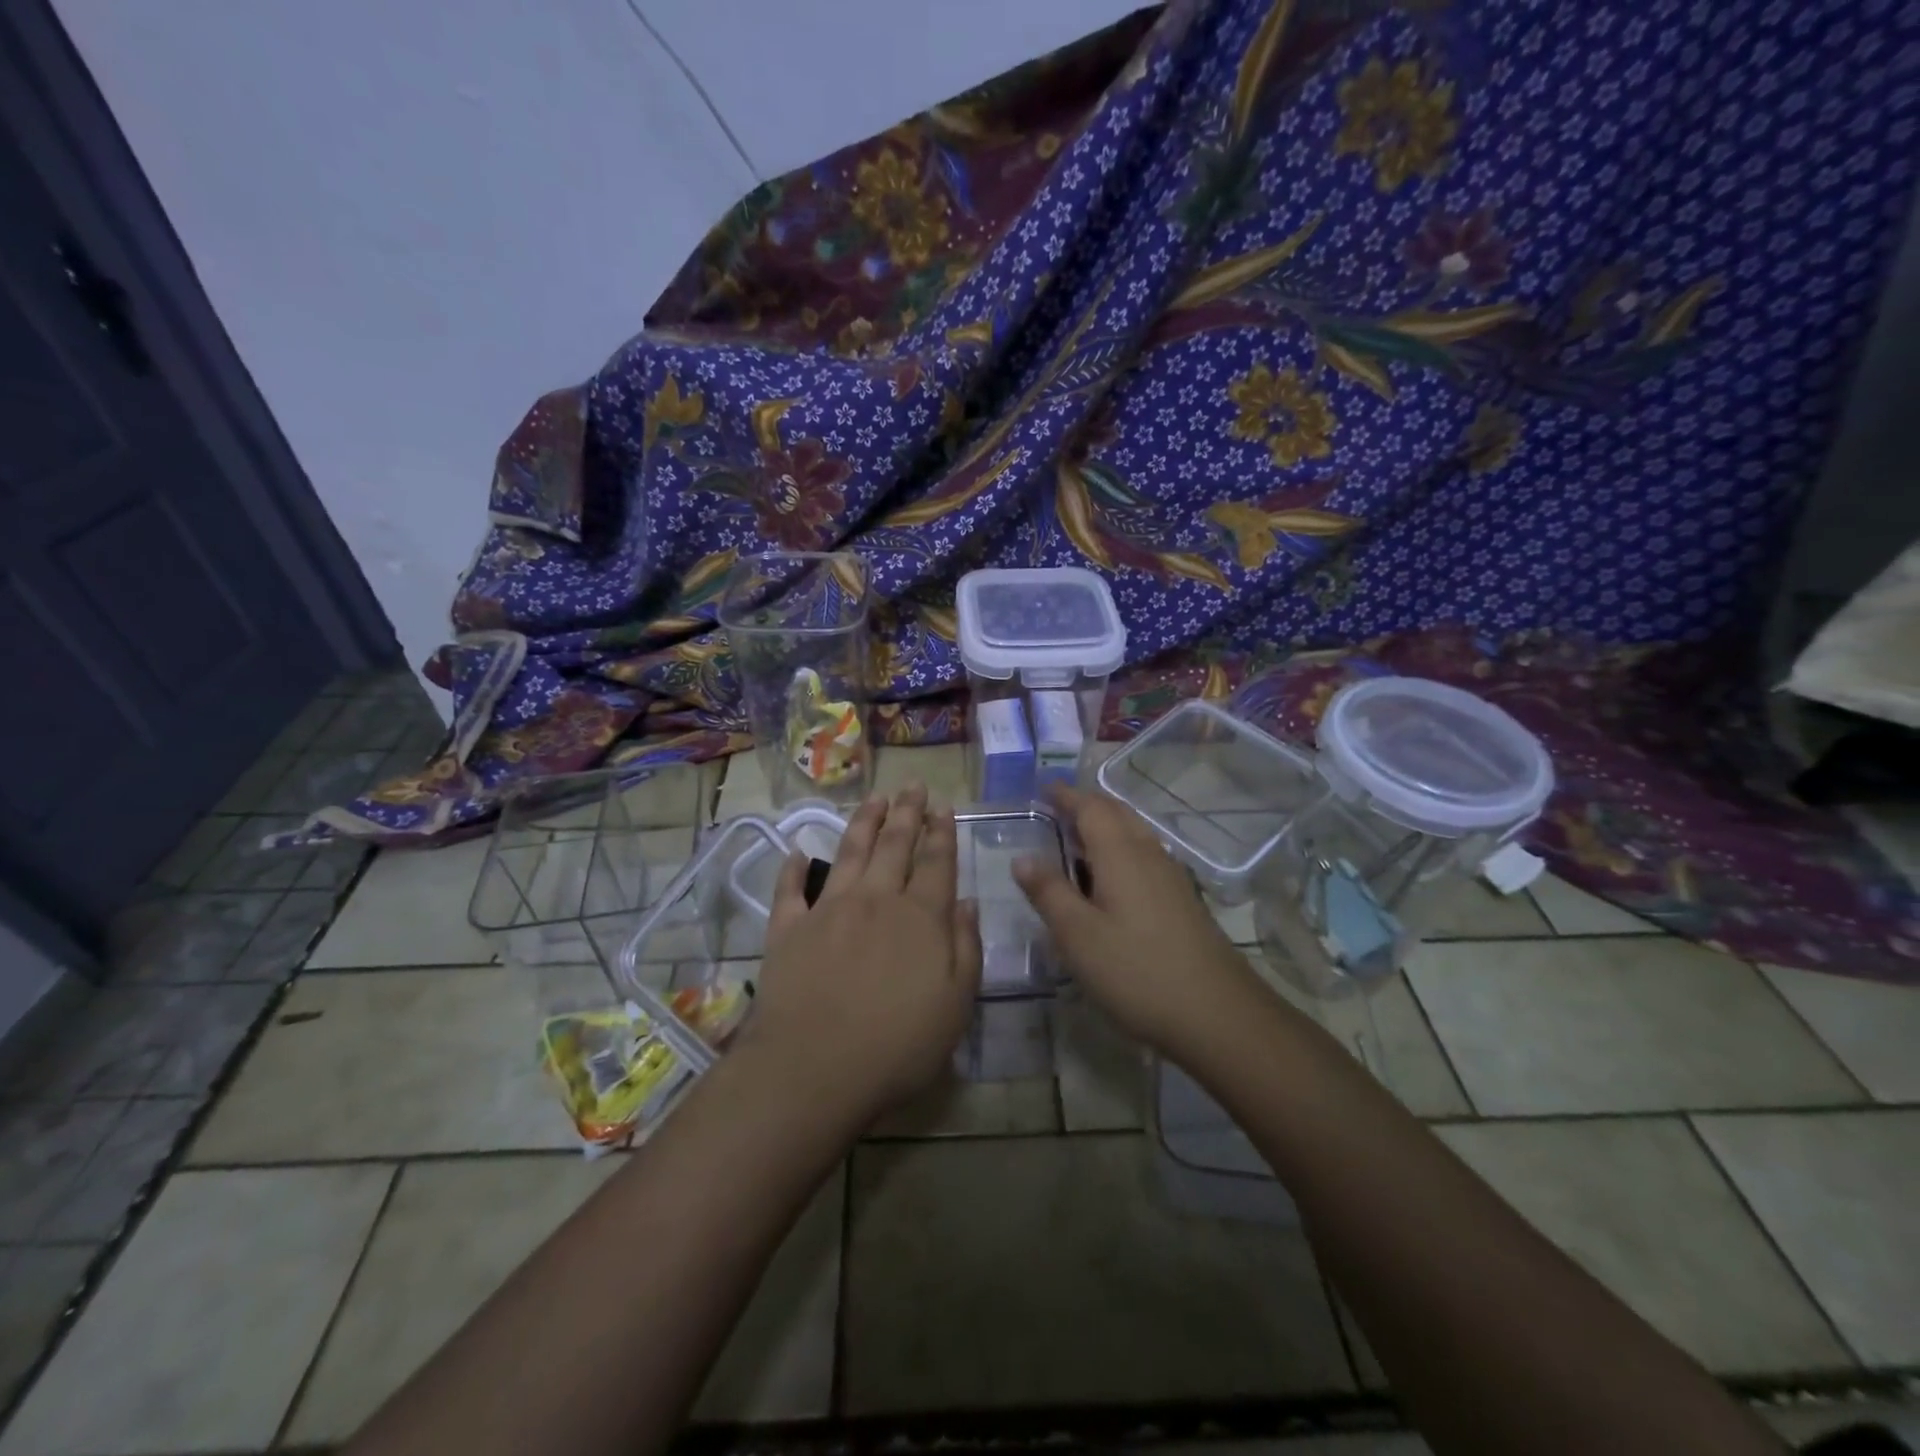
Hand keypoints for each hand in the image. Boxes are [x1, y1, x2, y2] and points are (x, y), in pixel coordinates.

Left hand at [741, 784, 981, 1121]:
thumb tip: (967, 903)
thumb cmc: (897, 1045)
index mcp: (920, 917)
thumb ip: (966, 949)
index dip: (942, 831)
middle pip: (895, 844)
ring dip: (864, 822)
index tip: (943, 806)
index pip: (936, 862)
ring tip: (875, 798)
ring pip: (849, 852)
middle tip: (913, 785)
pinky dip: (792, 868)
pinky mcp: (788, 928)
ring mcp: (828, 910)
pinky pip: (789, 889)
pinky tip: (797, 851)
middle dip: (907, 812)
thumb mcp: (955, 1005)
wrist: (814, 1068)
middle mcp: (876, 899)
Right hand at [1013, 785, 1259, 1058]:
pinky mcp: (1183, 900)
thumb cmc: (1137, 971)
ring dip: (1106, 827)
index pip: (1091, 808)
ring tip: (1078, 841)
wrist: (1217, 1013)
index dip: (1066, 796)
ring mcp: (1171, 877)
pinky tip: (1112, 880)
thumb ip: (1049, 892)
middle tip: (1058, 809)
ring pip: (1135, 834)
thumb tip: (1022, 857)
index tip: (1044, 789)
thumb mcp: (1078, 935)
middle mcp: (1149, 854)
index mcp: (1121, 854)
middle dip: (1087, 805)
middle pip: (1117, 814)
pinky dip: (1121, 850)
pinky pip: (1145, 856)